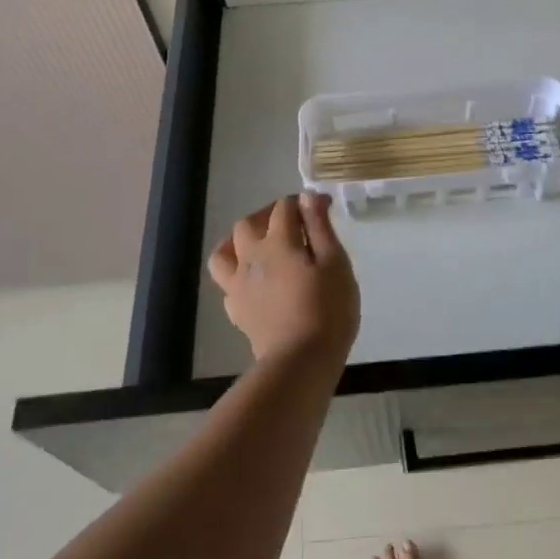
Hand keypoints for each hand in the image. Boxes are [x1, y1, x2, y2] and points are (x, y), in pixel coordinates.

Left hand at [208, 194, 359, 364]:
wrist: (300, 361)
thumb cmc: (327, 309)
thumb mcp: (335, 263)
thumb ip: (320, 227)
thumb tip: (306, 196)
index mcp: (278, 242)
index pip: (284, 208)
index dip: (303, 202)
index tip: (323, 208)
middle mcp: (251, 257)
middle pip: (248, 224)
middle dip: (268, 215)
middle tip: (291, 224)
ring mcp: (238, 285)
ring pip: (224, 252)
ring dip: (238, 242)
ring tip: (257, 246)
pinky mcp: (236, 310)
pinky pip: (227, 282)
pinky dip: (238, 273)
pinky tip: (254, 282)